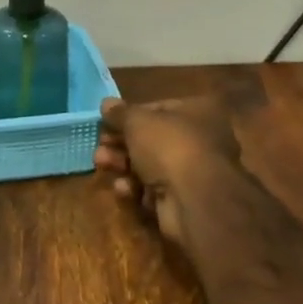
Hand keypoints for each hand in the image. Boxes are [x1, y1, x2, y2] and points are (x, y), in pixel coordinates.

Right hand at [93, 96, 241, 252]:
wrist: (194, 199)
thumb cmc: (169, 146)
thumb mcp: (137, 121)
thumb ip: (120, 113)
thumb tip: (106, 103)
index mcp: (199, 112)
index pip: (159, 108)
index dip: (130, 115)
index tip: (107, 121)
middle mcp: (202, 140)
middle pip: (152, 139)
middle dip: (122, 142)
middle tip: (100, 144)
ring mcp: (194, 172)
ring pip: (150, 165)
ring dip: (123, 164)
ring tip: (101, 163)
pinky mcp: (184, 200)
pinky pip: (154, 189)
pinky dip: (136, 188)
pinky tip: (123, 188)